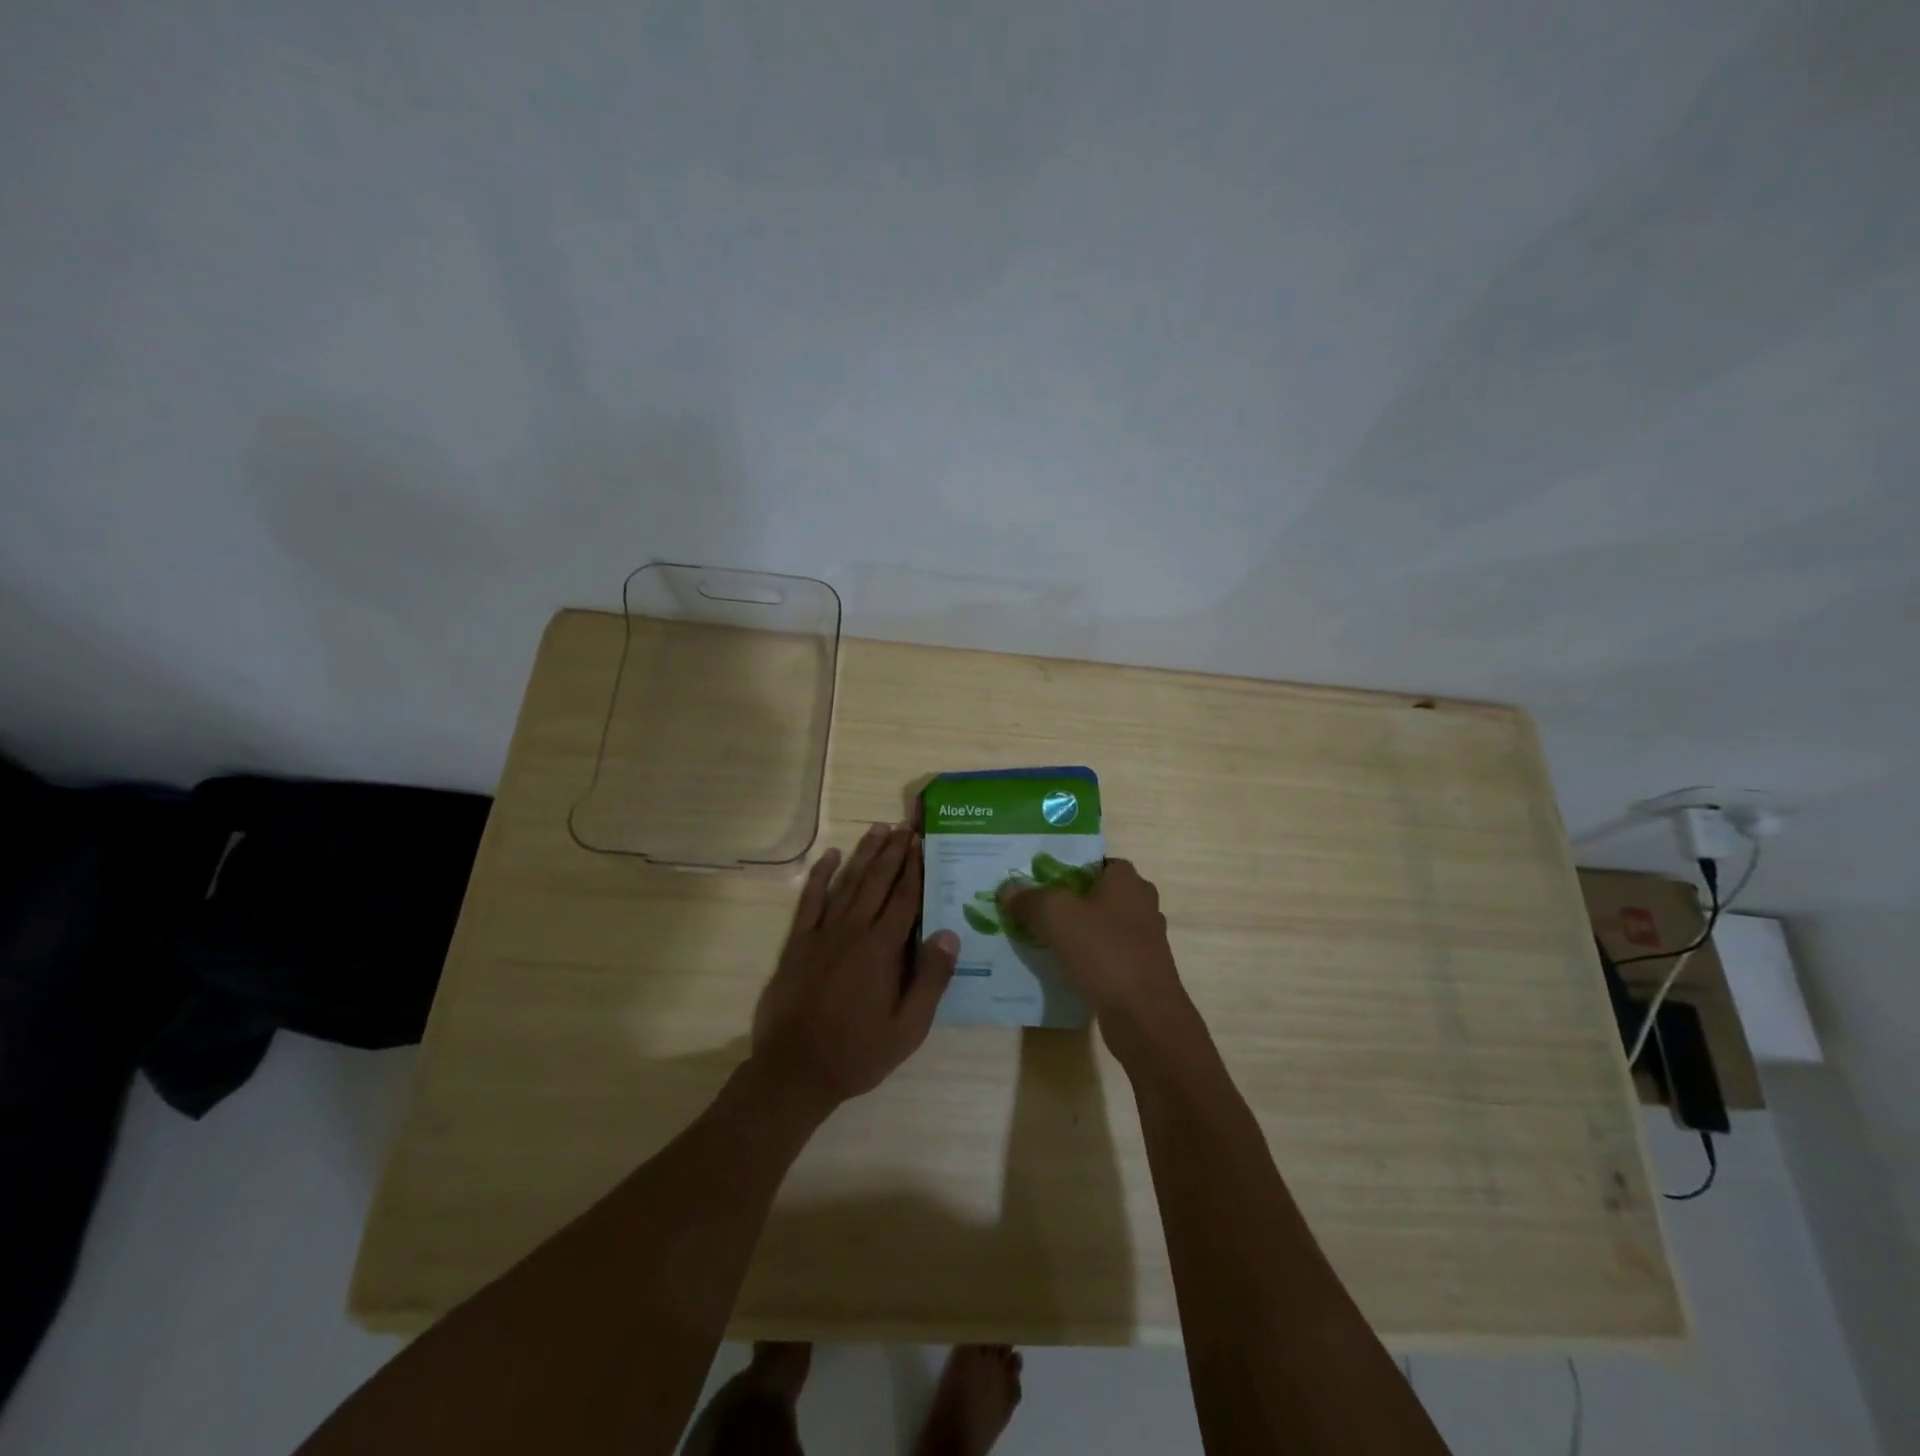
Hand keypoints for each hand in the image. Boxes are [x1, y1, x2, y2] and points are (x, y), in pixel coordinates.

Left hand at [752, 823, 959, 1107]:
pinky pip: (810, 900)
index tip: (923, 842)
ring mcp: (822, 934)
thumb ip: (931, 980)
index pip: (905, 899)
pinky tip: (831, 855)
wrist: (794, 1071)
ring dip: (865, 854)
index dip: (915, 868)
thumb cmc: (857, 1053)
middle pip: (878, 882)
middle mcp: (854, 931)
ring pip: (848, 883)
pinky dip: (820, 876)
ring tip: (879, 828)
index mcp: (882, 950)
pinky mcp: (797, 943)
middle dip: (894, 851)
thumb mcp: (908, 1029)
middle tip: (906, 824)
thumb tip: (950, 934)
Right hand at [1000, 859, 1199, 1066]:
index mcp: (1128, 880)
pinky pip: (1109, 952)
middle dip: (1070, 900)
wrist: (1144, 1016)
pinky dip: (1090, 956)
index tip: (1040, 882)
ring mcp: (1146, 938)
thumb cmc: (1104, 952)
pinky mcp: (1143, 969)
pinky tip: (1066, 967)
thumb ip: (1030, 899)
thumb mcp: (1056, 916)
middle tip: (1037, 909)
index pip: (1096, 861)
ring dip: (1080, 930)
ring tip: (1045, 938)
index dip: (1068, 868)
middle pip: (1099, 893)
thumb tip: (1008, 889)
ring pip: (1104, 924)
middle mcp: (1142, 903)